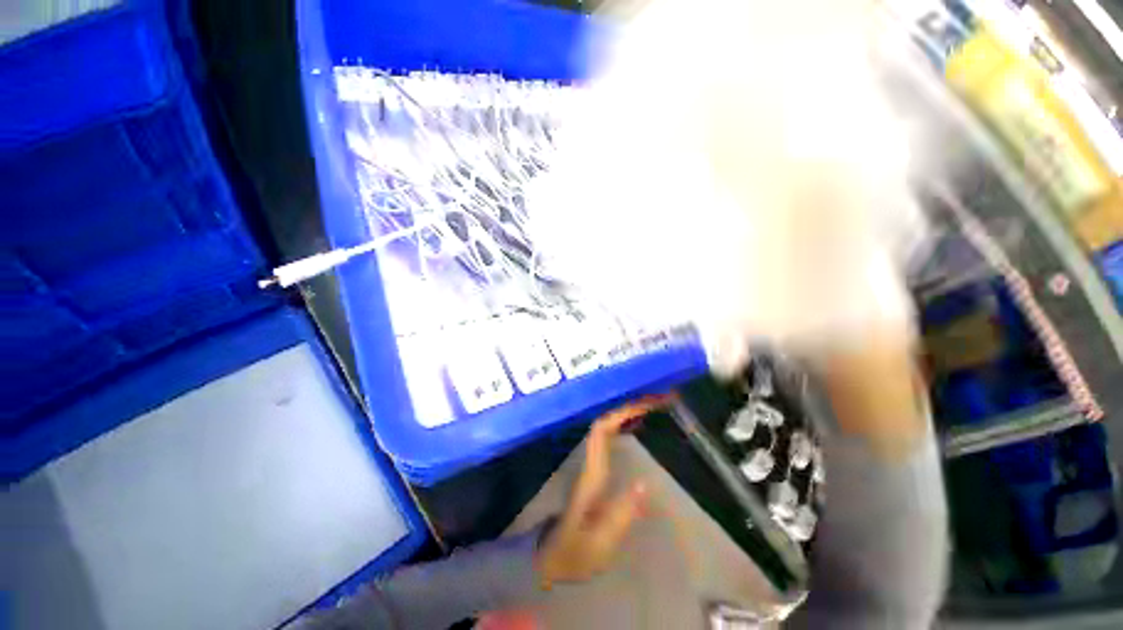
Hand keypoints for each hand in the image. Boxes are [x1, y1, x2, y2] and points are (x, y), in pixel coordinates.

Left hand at [536, 396, 667, 587]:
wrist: (553, 557)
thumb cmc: (577, 552)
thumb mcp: (601, 543)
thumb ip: (622, 515)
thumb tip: (645, 483)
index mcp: (592, 473)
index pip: (602, 431)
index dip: (621, 413)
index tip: (646, 404)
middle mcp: (591, 460)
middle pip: (606, 422)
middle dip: (629, 407)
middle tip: (658, 400)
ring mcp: (592, 463)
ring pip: (608, 427)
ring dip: (628, 413)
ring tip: (653, 406)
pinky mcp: (597, 470)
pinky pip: (611, 438)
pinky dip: (626, 426)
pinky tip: (639, 426)